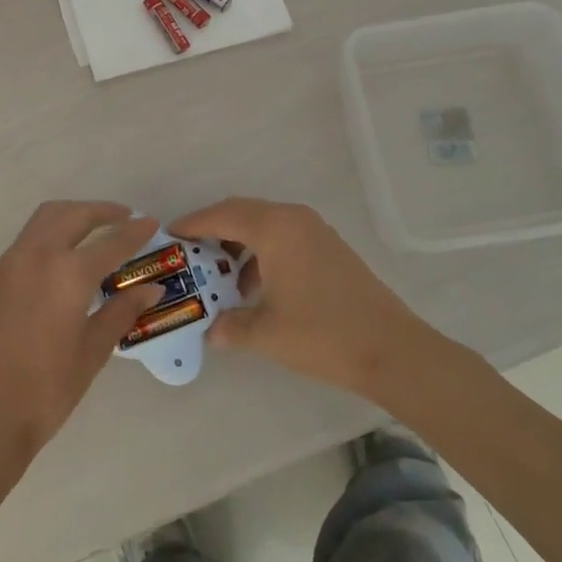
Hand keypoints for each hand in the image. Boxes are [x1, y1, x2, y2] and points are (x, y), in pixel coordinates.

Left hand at [0, 202, 162, 475]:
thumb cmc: (45, 391)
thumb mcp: (92, 352)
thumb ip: (121, 312)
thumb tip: (151, 289)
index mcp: (68, 273)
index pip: (111, 242)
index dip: (135, 232)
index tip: (151, 222)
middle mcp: (36, 255)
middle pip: (72, 214)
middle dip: (100, 211)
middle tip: (122, 217)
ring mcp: (6, 263)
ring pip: (42, 221)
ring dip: (70, 217)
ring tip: (91, 230)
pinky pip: (22, 245)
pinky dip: (45, 240)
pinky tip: (55, 265)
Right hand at [168, 197, 437, 396]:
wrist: (392, 350)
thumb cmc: (322, 334)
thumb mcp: (267, 333)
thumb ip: (231, 326)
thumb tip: (211, 331)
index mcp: (274, 228)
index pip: (221, 215)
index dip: (192, 224)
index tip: (169, 234)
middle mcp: (293, 218)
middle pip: (242, 212)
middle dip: (213, 229)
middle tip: (190, 252)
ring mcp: (315, 231)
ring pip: (264, 224)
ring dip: (239, 243)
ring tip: (220, 275)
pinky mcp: (329, 247)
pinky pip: (284, 237)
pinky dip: (263, 252)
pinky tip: (256, 287)